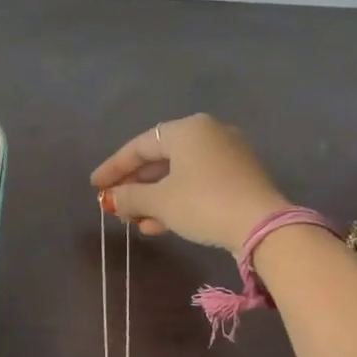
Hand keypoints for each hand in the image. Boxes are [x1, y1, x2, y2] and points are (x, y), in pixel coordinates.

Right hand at [91, 114, 287, 254]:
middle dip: (134, 185)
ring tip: (133, 221)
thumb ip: (129, 196)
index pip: (139, 146)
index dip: (113, 168)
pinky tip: (158, 225)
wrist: (262, 227)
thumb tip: (110, 199)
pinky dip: (175, 200)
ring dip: (153, 198)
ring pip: (178, 174)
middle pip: (159, 159)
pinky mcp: (239, 178)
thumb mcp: (159, 201)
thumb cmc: (203, 203)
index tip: (94, 186)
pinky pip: (197, 184)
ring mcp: (227, 155)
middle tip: (114, 205)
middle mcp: (208, 134)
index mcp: (187, 130)